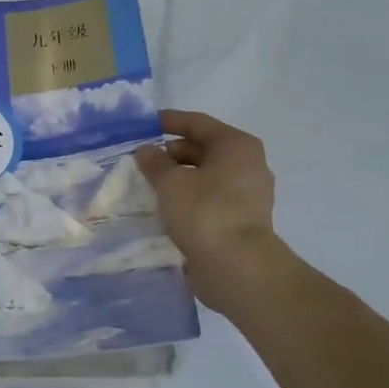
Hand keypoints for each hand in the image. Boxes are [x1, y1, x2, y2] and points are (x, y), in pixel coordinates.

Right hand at [135, 109, 278, 312]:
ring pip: (205, 176)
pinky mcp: (241, 219)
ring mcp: (247, 194)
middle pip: (203, 149)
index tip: (143, 125)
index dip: (169, 121)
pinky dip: (188, 197)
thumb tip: (145, 150)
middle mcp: (248, 164)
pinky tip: (165, 206)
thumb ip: (154, 162)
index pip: (198, 123)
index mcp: (236, 145)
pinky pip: (209, 198)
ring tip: (148, 184)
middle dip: (171, 153)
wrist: (237, 266)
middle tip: (141, 160)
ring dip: (178, 177)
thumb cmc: (205, 212)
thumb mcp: (171, 182)